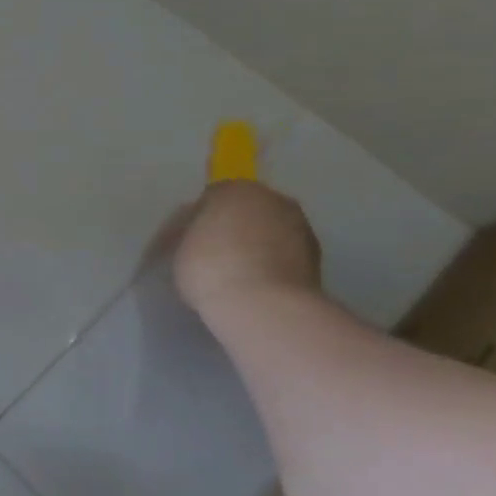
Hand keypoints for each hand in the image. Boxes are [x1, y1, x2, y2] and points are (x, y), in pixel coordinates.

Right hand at [173, 181, 322, 317]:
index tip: (185, 244)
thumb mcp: (178, 248)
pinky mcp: (317, 257)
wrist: (263, 305)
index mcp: (234, 190)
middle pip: (245, 211)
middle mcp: (272, 199)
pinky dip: (272, 265)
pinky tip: (256, 286)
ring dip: (255, 246)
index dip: (195, 222)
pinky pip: (284, 255)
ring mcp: (300, 227)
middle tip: (212, 257)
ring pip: (269, 232)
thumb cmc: (209, 268)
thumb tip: (198, 236)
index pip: (210, 199)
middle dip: (231, 229)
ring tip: (236, 275)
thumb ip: (189, 234)